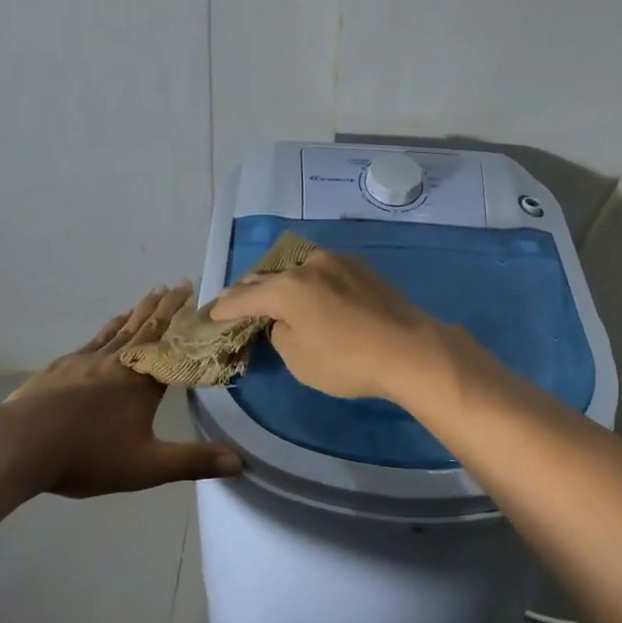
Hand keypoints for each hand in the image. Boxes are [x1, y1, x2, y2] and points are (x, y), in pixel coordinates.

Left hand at [0, 283, 243, 497]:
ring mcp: (86, 361)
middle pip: (146, 327)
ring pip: (119, 329)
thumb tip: (241, 462)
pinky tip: (107, 329)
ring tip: (151, 295)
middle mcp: (117, 362)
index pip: (171, 344)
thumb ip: (193, 462)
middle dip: (165, 306)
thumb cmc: (87, 455)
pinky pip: (93, 340)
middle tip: (178, 283)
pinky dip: (108, 328)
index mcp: (141, 381)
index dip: (185, 322)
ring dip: (138, 311)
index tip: (196, 297)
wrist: (19, 445)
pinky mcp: (61, 368)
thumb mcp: (147, 466)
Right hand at [207, 250, 455, 404]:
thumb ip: (279, 334)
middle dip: (250, 291)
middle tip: (237, 305)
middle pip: (268, 276)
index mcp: (286, 287)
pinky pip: (321, 271)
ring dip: (281, 282)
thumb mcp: (299, 359)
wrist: (409, 349)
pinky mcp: (360, 267)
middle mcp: (308, 265)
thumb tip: (283, 321)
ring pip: (296, 268)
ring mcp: (337, 261)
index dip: (224, 309)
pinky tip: (311, 295)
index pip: (243, 297)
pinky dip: (307, 282)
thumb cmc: (347, 361)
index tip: (212, 315)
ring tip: (273, 297)